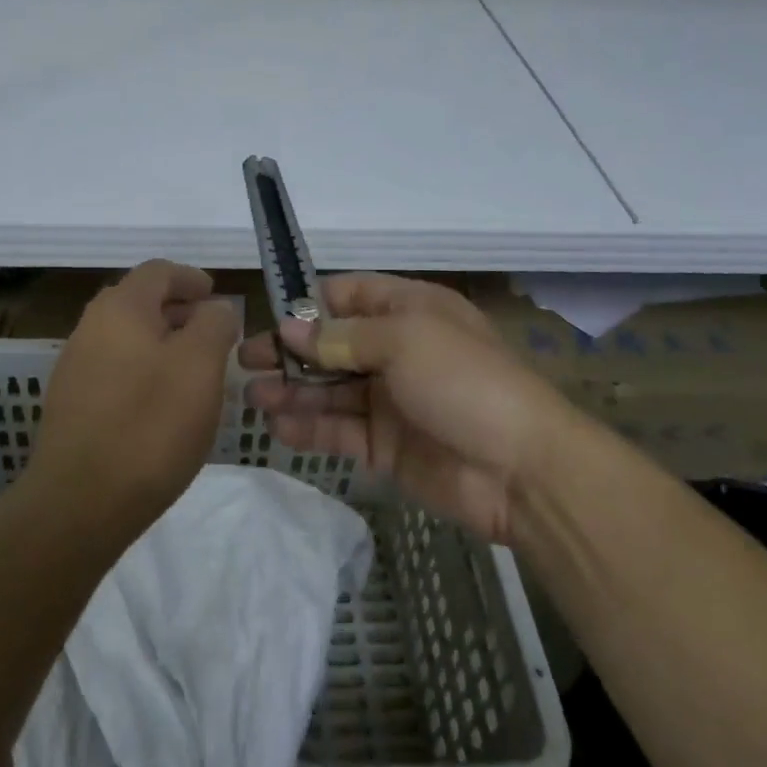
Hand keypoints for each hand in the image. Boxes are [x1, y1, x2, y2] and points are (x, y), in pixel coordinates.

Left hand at [29, 260, 239, 535]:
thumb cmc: (150, 425)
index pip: (159, 271)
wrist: (79, 503)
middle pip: (139, 301)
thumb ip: (214, 324)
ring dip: (161, 342)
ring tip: (192, 370)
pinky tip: (161, 403)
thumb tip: (213, 309)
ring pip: (126, 337)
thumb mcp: (200, 366)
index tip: (217, 297)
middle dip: (178, 310)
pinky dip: (142, 370)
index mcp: (121, 307)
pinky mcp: (71, 403)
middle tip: (211, 333)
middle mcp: (91, 326)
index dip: (191, 278)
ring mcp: (75, 365)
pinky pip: (114, 368)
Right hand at [240, 274, 574, 544]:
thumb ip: (341, 336)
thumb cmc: (464, 382)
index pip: (348, 295)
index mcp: (409, 310)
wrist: (522, 470)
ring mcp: (390, 399)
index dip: (308, 304)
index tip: (269, 317)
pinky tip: (279, 428)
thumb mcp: (404, 341)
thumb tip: (289, 327)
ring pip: (330, 389)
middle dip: (290, 351)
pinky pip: (340, 430)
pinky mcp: (386, 444)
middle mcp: (396, 350)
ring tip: (252, 397)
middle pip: (332, 344)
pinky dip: (309, 427)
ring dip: (292, 390)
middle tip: (245, 362)